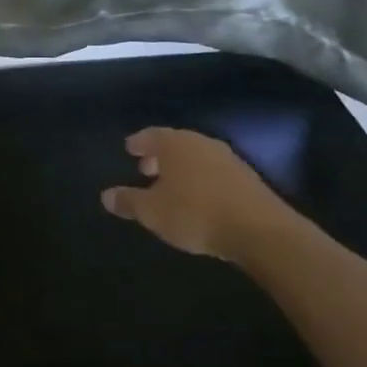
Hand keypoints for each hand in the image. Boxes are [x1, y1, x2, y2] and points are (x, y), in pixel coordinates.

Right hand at [100, 128, 294, 263]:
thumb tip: (106, 196)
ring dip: (182, 168)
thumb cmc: (195, 213)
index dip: (138, 143)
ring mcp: (229, 159)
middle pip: (175, 144)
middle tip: (146, 169)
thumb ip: (128, 201)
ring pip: (197, 157)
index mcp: (175, 144)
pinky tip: (198, 198)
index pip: (151, 135)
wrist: (260, 231)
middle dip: (160, 155)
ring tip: (171, 186)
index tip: (129, 149)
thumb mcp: (151, 212)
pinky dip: (202, 179)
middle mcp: (202, 144)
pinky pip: (215, 172)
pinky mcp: (249, 179)